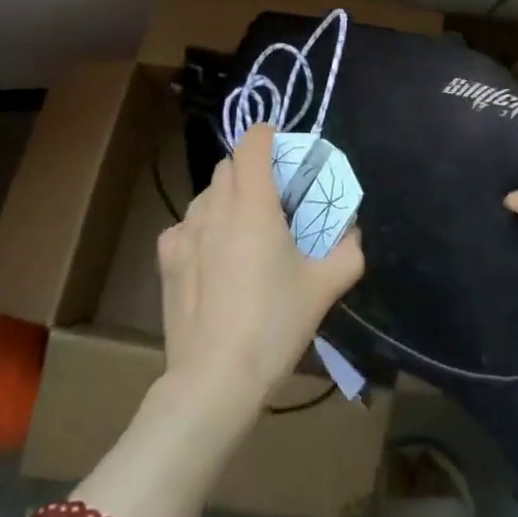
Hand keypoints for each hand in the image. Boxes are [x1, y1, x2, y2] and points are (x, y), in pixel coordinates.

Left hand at [155, 124, 364, 419]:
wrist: (214, 379)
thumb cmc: (274, 324)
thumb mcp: (325, 286)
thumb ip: (348, 249)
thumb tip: (351, 231)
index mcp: (253, 202)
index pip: (253, 142)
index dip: (270, 136)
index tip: (286, 152)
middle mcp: (214, 206)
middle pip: (229, 165)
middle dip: (252, 169)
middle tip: (275, 199)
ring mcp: (184, 231)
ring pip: (207, 194)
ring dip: (228, 198)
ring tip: (245, 232)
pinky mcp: (166, 258)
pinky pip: (187, 225)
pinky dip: (204, 228)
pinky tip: (215, 259)